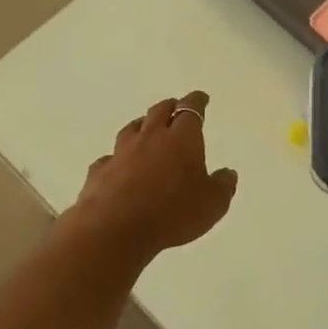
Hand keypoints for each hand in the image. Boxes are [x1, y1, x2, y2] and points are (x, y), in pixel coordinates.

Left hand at [70, 91, 238, 252]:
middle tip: (176, 108)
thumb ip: (223, 186)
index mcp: (182, 139)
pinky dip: (117, 158)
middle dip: (170, 107)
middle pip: (159, 111)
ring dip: (142, 125)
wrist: (115, 230)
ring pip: (132, 128)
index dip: (196, 101)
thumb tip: (228, 173)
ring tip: (146, 128)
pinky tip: (118, 165)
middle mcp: (151, 137)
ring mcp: (122, 153)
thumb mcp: (212, 204)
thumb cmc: (172, 213)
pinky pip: (109, 158)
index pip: (190, 109)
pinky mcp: (100, 172)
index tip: (201, 98)